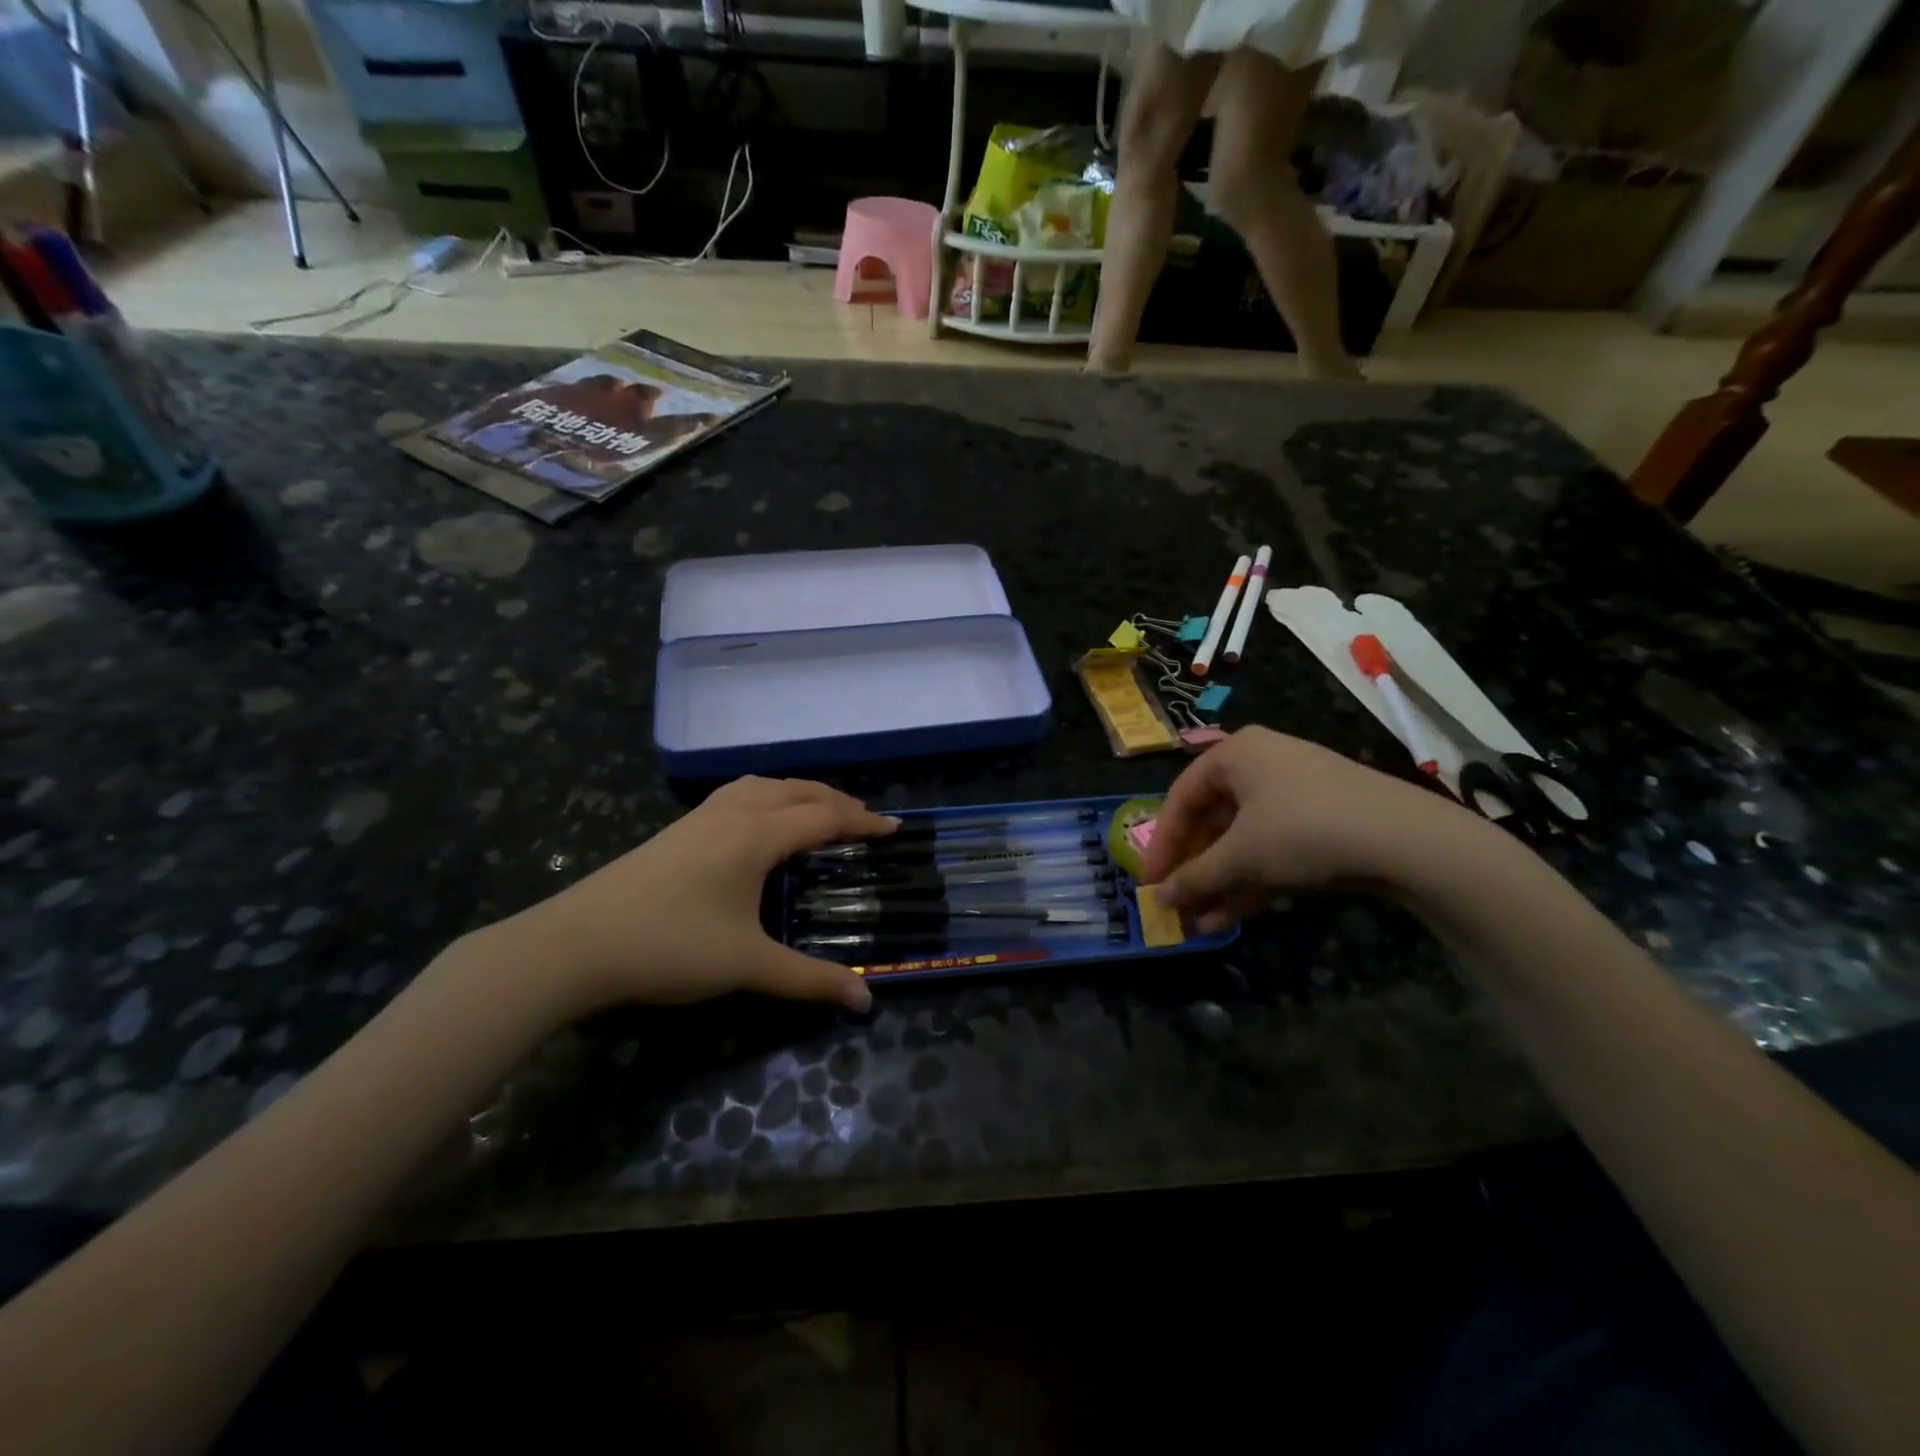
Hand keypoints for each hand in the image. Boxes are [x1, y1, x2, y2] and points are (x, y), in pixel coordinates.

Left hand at [503, 776, 896, 1013]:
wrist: (575, 944)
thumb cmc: (670, 947)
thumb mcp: (747, 965)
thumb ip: (809, 980)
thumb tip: (866, 1001)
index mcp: (757, 835)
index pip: (825, 816)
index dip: (864, 821)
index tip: (895, 828)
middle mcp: (734, 813)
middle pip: (798, 791)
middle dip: (836, 801)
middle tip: (864, 821)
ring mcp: (700, 817)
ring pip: (765, 786)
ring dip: (800, 793)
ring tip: (818, 813)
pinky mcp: (678, 829)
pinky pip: (740, 794)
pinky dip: (769, 796)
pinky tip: (760, 822)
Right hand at [1140, 726, 1477, 930]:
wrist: (1404, 839)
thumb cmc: (1301, 829)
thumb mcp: (1240, 856)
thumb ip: (1195, 877)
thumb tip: (1161, 899)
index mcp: (1235, 754)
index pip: (1181, 798)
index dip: (1161, 844)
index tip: (1149, 883)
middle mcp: (1261, 765)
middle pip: (1212, 820)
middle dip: (1193, 868)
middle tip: (1175, 904)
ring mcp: (1295, 794)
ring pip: (1242, 841)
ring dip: (1218, 882)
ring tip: (1197, 922)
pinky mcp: (1322, 823)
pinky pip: (1272, 850)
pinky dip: (1249, 881)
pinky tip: (1227, 918)